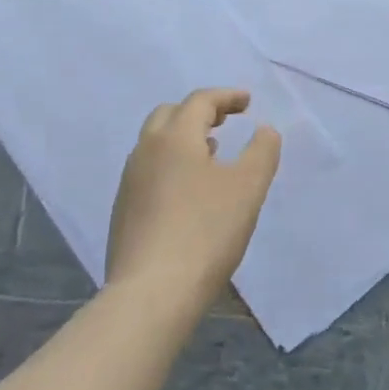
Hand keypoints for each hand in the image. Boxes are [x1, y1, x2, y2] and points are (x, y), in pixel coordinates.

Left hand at [105, 89, 281, 311]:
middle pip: (169, 114)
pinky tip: (189, 190)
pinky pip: (150, 170)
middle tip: (226, 121)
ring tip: (212, 152)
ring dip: (184, 138)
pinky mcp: (124, 211)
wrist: (152, 292)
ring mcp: (129, 182)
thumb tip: (264, 129)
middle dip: (200, 111)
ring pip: (155, 143)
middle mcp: (145, 151)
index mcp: (174, 137)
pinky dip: (172, 164)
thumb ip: (262, 151)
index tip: (248, 102)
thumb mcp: (248, 188)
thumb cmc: (206, 231)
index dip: (226, 97)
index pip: (200, 101)